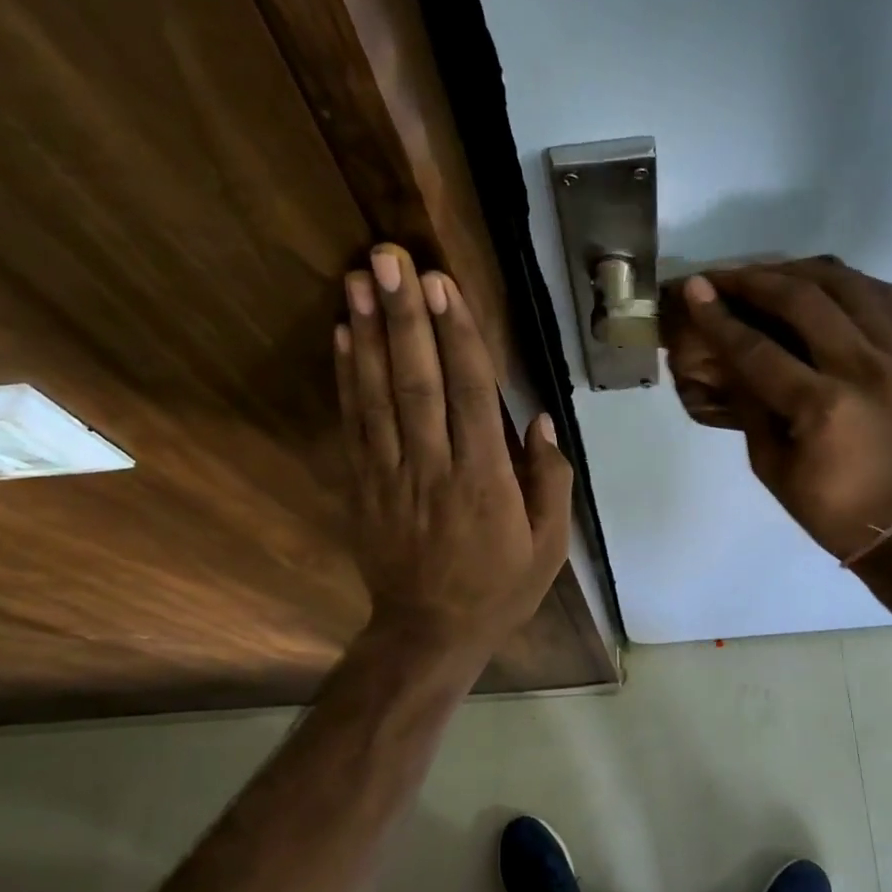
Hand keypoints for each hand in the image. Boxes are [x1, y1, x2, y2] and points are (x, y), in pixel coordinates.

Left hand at [335, 244, 571, 654]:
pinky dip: (346, 378)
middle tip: (390, 259)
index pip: (471, 394)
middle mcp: (434, 468)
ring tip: (357, 279)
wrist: (429, 633)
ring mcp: (391, 476)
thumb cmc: (498, 589)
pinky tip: (341, 337)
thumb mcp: (548, 547)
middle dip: (405, 316)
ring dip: (367, 334)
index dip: (456, 336)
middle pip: (418, 381)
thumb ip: (549, 482)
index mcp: (485, 481)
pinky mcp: (364, 486)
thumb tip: (538, 421)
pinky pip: (353, 425)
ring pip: (378, 395)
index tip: (443, 285)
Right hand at [673, 257, 891, 562]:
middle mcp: (862, 368)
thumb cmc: (827, 508)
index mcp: (822, 406)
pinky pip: (881, 296)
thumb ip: (750, 404)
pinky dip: (844, 283)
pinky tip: (819, 289)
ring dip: (799, 271)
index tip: (694, 289)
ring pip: (847, 284)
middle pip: (803, 299)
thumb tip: (728, 357)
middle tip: (721, 277)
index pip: (758, 348)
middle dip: (754, 280)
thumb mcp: (770, 465)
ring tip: (767, 276)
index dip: (720, 317)